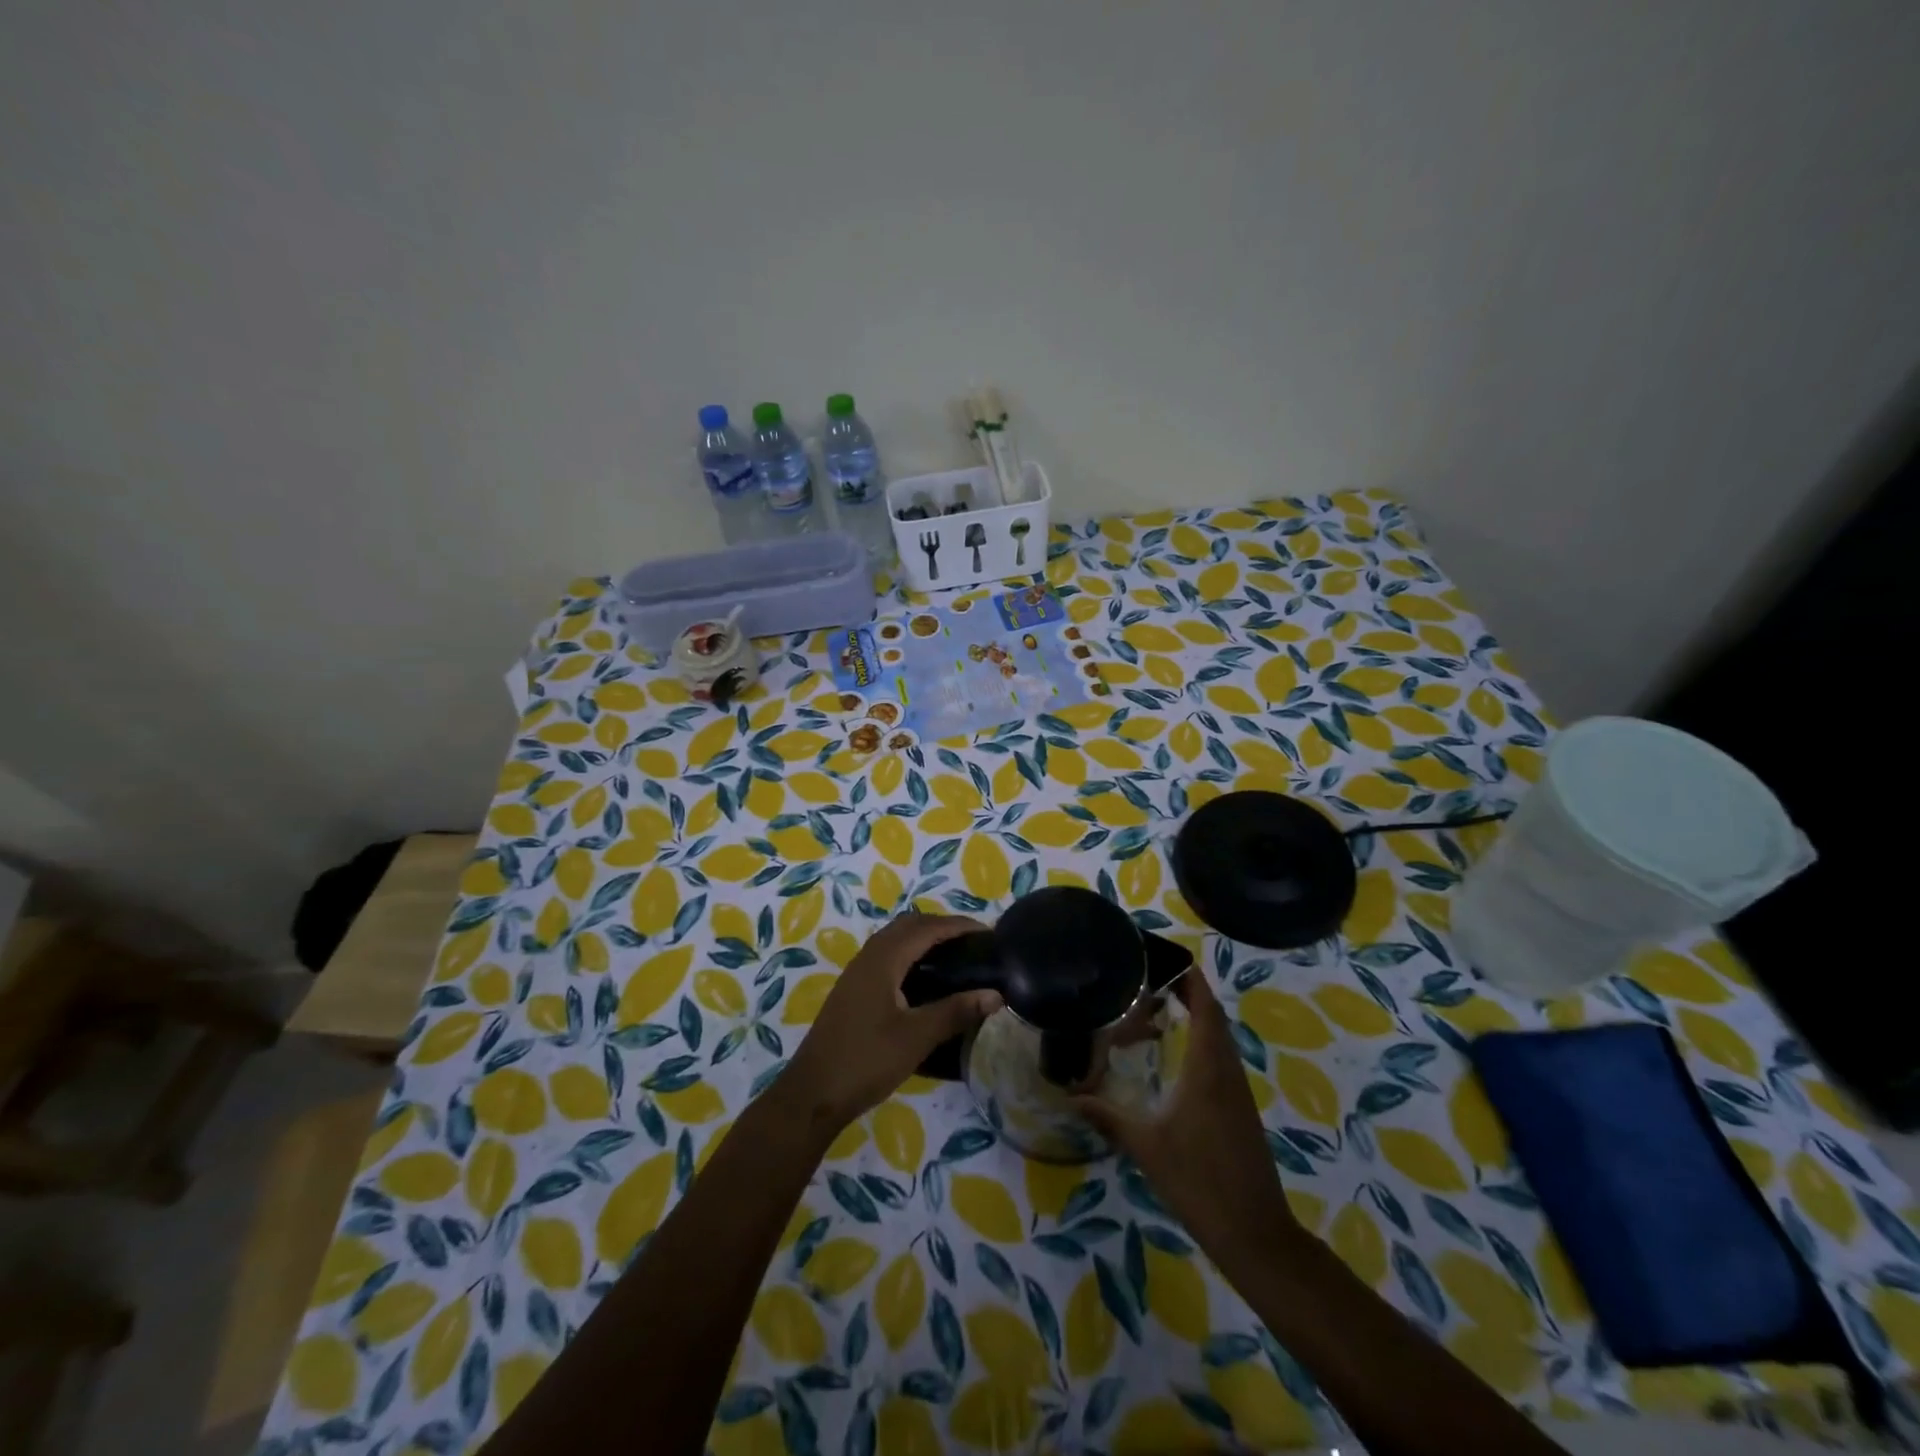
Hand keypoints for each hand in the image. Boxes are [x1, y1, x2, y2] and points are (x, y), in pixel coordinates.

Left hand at [783, 914, 1001, 1129]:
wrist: (812, 1093)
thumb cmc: (866, 1060)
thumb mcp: (917, 1037)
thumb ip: (956, 1011)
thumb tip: (996, 995)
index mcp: (883, 959)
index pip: (927, 928)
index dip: (958, 925)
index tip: (988, 933)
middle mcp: (869, 957)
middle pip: (909, 926)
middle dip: (942, 927)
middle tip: (973, 943)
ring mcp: (857, 973)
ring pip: (895, 940)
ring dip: (924, 939)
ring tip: (955, 957)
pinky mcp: (853, 991)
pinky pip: (887, 957)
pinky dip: (911, 955)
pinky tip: (924, 981)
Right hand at [1074, 970, 1296, 1272]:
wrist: (1255, 1232)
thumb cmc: (1198, 1181)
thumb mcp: (1146, 1146)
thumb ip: (1108, 1116)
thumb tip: (1070, 1096)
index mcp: (1208, 1068)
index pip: (1205, 1006)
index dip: (1189, 978)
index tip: (1164, 958)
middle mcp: (1227, 1070)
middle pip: (1213, 1016)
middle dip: (1187, 992)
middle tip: (1148, 981)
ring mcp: (1238, 1090)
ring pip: (1219, 1038)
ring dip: (1194, 1017)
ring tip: (1156, 1010)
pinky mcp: (1240, 1109)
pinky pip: (1221, 1059)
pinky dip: (1200, 1042)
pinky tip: (1175, 1057)